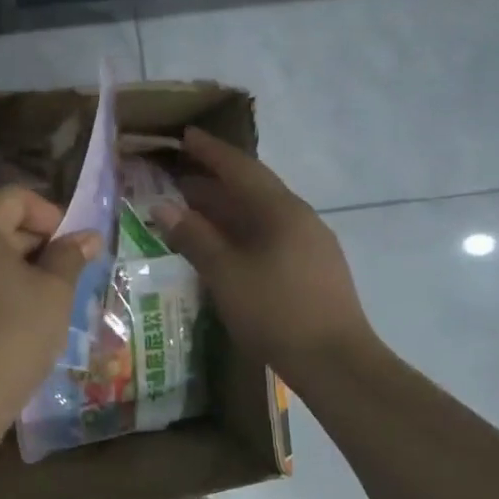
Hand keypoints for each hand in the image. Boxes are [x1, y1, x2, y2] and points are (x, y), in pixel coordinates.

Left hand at [0, 186, 100, 435]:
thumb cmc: (16, 334)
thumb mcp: (54, 292)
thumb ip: (71, 256)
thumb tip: (89, 236)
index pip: (15, 197)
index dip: (49, 212)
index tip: (71, 245)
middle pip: (0, 223)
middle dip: (39, 241)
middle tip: (68, 273)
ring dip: (23, 265)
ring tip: (50, 297)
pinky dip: (2, 285)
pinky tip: (23, 315)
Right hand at [155, 127, 383, 389]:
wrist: (336, 362)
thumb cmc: (276, 312)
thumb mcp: (226, 274)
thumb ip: (194, 237)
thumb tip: (163, 206)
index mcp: (280, 211)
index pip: (240, 169)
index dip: (211, 152)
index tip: (186, 136)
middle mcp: (299, 218)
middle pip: (252, 189)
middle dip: (214, 182)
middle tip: (177, 177)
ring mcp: (310, 243)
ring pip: (260, 215)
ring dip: (226, 209)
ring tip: (192, 210)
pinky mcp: (312, 268)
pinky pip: (269, 236)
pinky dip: (240, 232)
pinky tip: (224, 246)